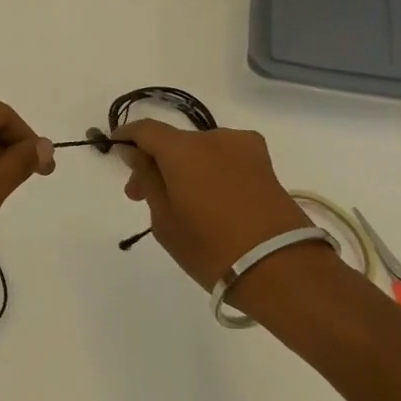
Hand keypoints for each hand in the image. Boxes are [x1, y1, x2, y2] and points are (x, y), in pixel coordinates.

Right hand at [113, 121, 313, 290]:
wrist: (284, 271)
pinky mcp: (266, 166)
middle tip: (141, 197)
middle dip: (154, 163)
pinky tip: (211, 203)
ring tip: (181, 205)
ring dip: (184, 169)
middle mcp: (214, 138)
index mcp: (183, 148)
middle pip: (174, 142)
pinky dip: (210, 173)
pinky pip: (225, 160)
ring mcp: (244, 150)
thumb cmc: (212, 249)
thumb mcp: (164, 220)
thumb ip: (147, 180)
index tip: (116, 153)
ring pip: (200, 152)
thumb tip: (134, 152)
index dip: (126, 137)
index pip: (145, 129)